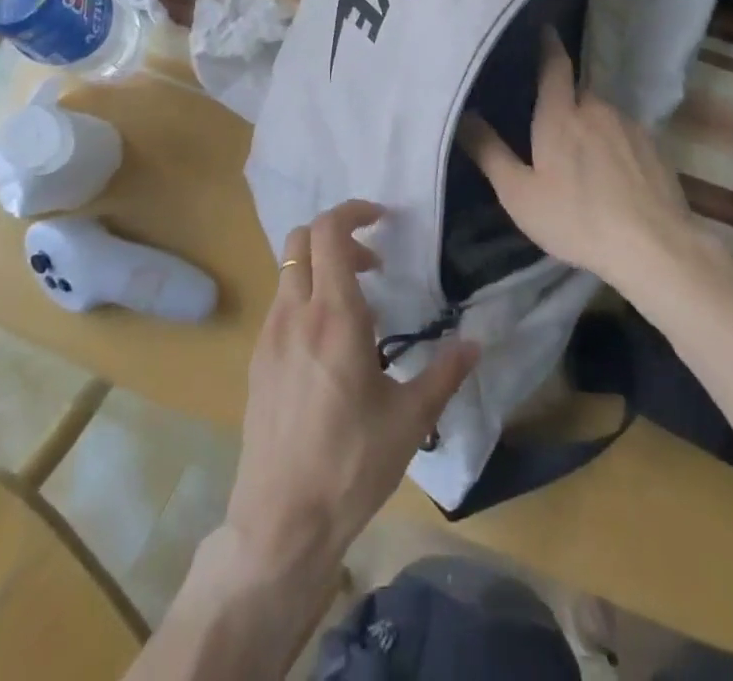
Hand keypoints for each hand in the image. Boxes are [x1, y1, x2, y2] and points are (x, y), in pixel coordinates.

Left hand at [224, 200, 477, 579]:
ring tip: (357, 307)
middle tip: (372, 265)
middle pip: (301, 238)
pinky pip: (281, 302)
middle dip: (338, 236)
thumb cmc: (351, 465)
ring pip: (288, 269)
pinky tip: (330, 344)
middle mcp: (295, 313)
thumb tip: (475, 343)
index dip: (353, 211)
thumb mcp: (409, 420)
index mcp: (334, 316)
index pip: (329, 232)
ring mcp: (270, 335)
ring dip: (321, 266)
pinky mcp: (258, 358)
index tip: (382, 219)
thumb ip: (444, 373)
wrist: (281, 520)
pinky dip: (305, 296)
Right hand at [459, 28, 693, 291]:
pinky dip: (612, 144)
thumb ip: (489, 152)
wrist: (655, 248)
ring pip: (601, 115)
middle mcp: (597, 109)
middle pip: (577, 93)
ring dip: (589, 125)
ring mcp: (630, 127)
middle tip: (547, 120)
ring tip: (579, 155)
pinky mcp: (655, 148)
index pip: (554, 66)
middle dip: (563, 100)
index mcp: (561, 114)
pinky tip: (610, 174)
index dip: (548, 45)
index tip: (544, 29)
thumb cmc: (576, 218)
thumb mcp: (519, 193)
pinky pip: (624, 134)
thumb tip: (463, 115)